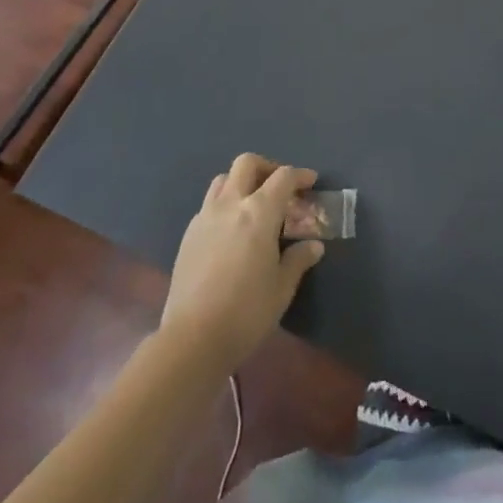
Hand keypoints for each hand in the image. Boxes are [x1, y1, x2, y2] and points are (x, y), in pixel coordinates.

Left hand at [161, 154, 324, 374]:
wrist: (193, 338)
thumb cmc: (247, 311)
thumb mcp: (282, 288)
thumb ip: (298, 259)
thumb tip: (314, 246)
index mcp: (259, 212)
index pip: (283, 177)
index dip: (300, 175)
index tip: (310, 182)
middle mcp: (230, 205)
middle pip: (247, 164)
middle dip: (267, 167)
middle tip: (280, 187)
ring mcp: (205, 217)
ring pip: (223, 180)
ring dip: (241, 182)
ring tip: (254, 205)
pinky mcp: (188, 235)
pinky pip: (209, 204)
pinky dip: (225, 204)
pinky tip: (232, 231)